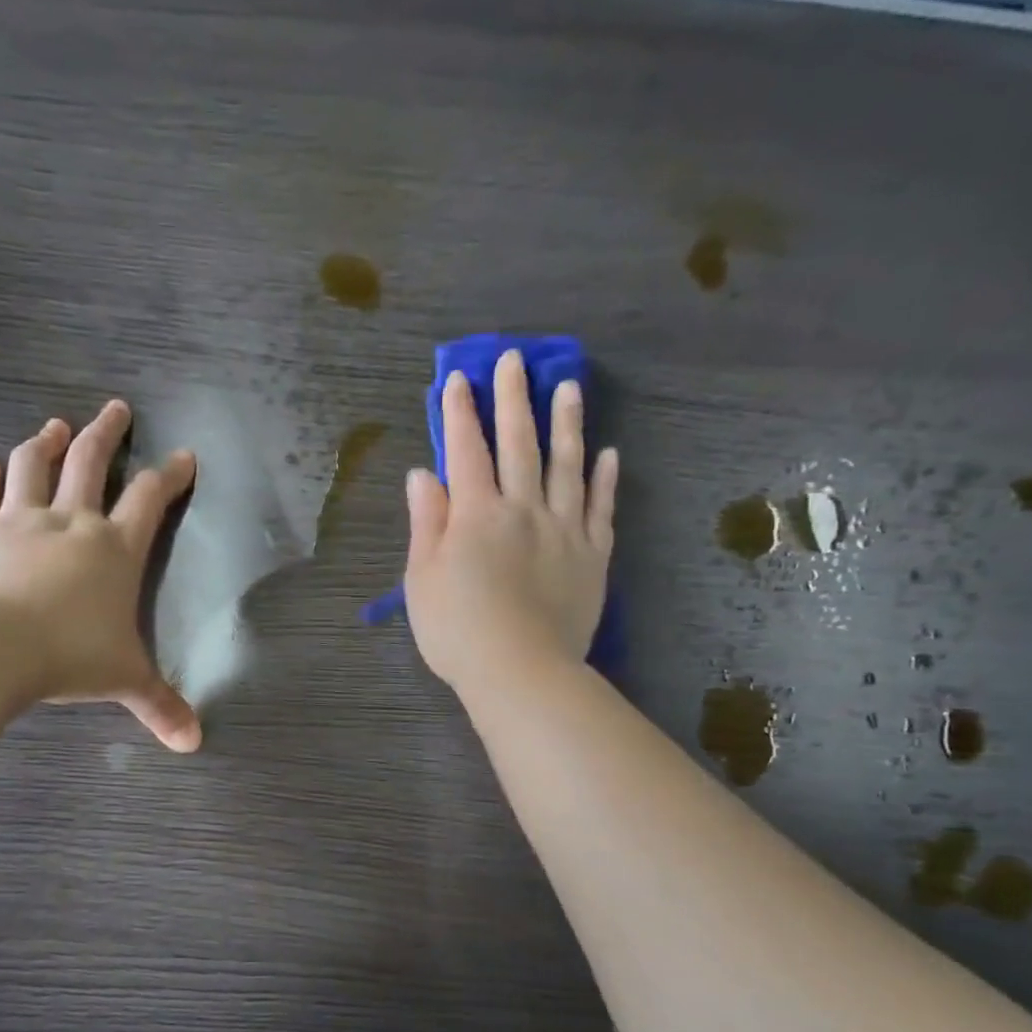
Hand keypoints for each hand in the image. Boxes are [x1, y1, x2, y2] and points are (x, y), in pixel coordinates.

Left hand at [0, 401, 201, 751]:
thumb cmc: (71, 656)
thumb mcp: (125, 680)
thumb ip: (161, 706)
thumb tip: (195, 743)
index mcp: (114, 548)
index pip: (150, 498)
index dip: (171, 474)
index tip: (184, 455)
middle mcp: (71, 522)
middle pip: (90, 462)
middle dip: (106, 432)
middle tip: (115, 408)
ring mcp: (20, 521)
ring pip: (32, 466)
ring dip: (45, 442)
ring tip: (53, 426)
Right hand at [404, 350, 617, 701]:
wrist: (520, 671)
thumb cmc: (458, 630)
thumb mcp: (422, 578)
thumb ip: (426, 522)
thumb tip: (423, 474)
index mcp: (476, 514)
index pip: (466, 451)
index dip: (460, 414)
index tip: (459, 379)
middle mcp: (523, 509)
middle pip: (519, 444)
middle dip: (513, 399)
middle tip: (515, 359)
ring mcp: (564, 530)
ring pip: (567, 465)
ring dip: (567, 423)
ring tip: (569, 386)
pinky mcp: (593, 556)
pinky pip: (601, 508)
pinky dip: (604, 479)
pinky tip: (609, 454)